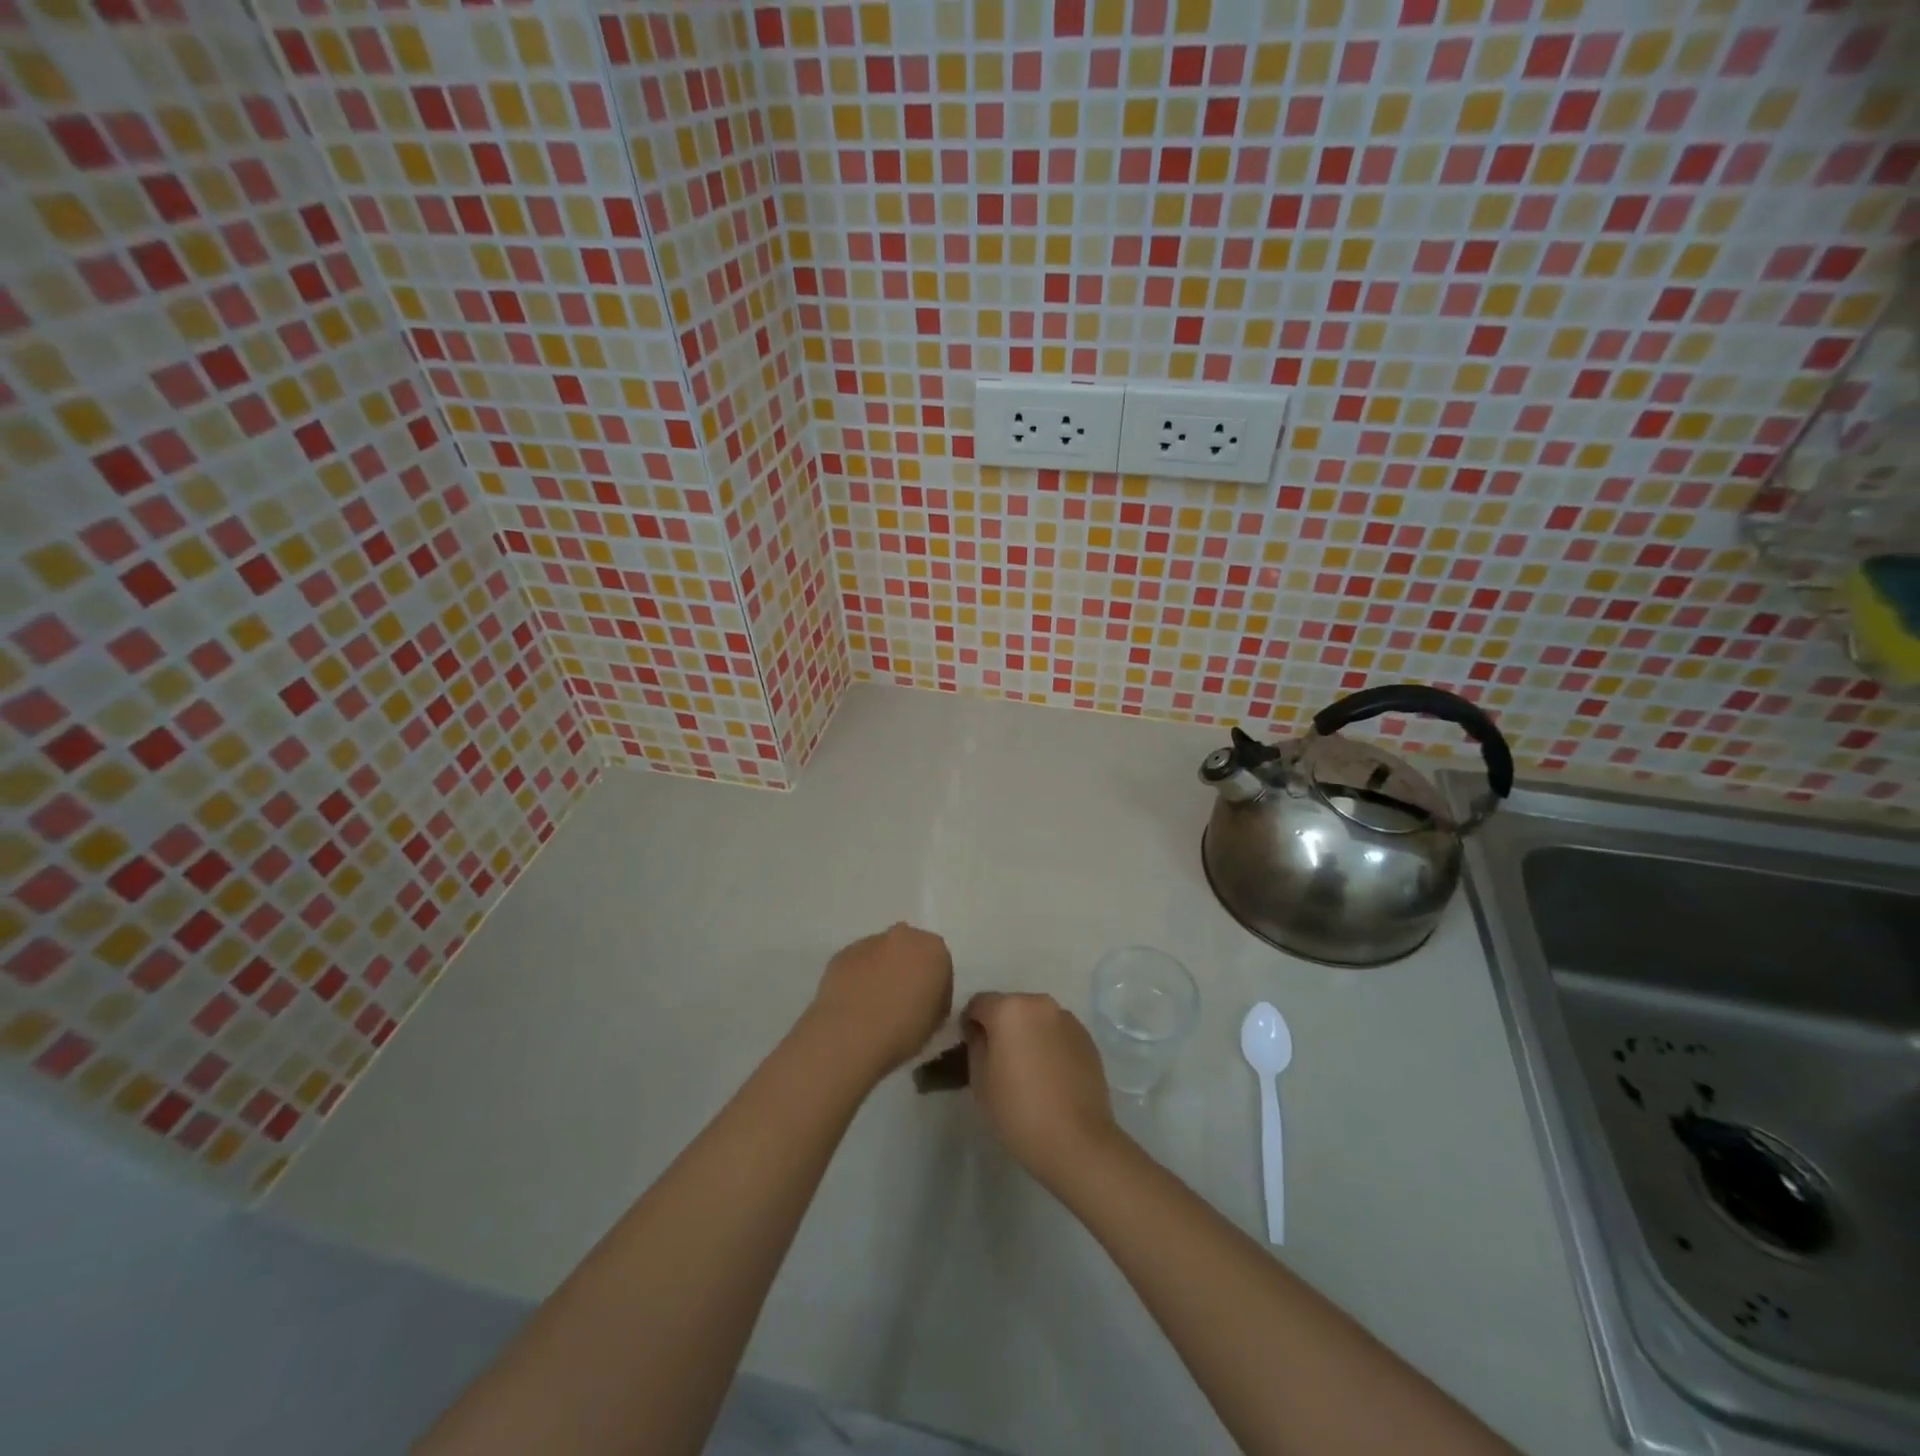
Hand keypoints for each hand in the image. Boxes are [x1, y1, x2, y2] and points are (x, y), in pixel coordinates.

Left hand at [805, 923, 952, 1080]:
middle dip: (907, 969)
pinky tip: (853, 1004)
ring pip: (880, 954)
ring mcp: (869, 942)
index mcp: (934, 949)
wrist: (851, 1035)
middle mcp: (903, 936)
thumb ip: (935, 1000)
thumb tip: (922, 998)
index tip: (926, 1008)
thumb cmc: (904, 1031)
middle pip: (909, 950)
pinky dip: (857, 978)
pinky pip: (856, 964)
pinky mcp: (842, 953)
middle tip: (901, 1001)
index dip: (934, 987)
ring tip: (873, 1005)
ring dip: (880, 971)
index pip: (940, 964)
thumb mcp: (936, 1022)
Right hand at [962, 992, 1118, 1184]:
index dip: (970, 1023)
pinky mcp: (1087, 1037)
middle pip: (1010, 1007)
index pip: (978, 1003)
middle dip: (1001, 1027)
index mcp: (1009, 1009)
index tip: (971, 1048)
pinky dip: (1049, 1044)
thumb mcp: (980, 1079)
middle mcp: (1040, 1004)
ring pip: (1036, 1019)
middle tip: (999, 1061)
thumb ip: (976, 1044)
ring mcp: (1067, 1019)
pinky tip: (1050, 1075)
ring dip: (1027, 1033)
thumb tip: (981, 1031)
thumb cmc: (1019, 1111)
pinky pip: (1057, 1032)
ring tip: (1028, 1069)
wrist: (1077, 1141)